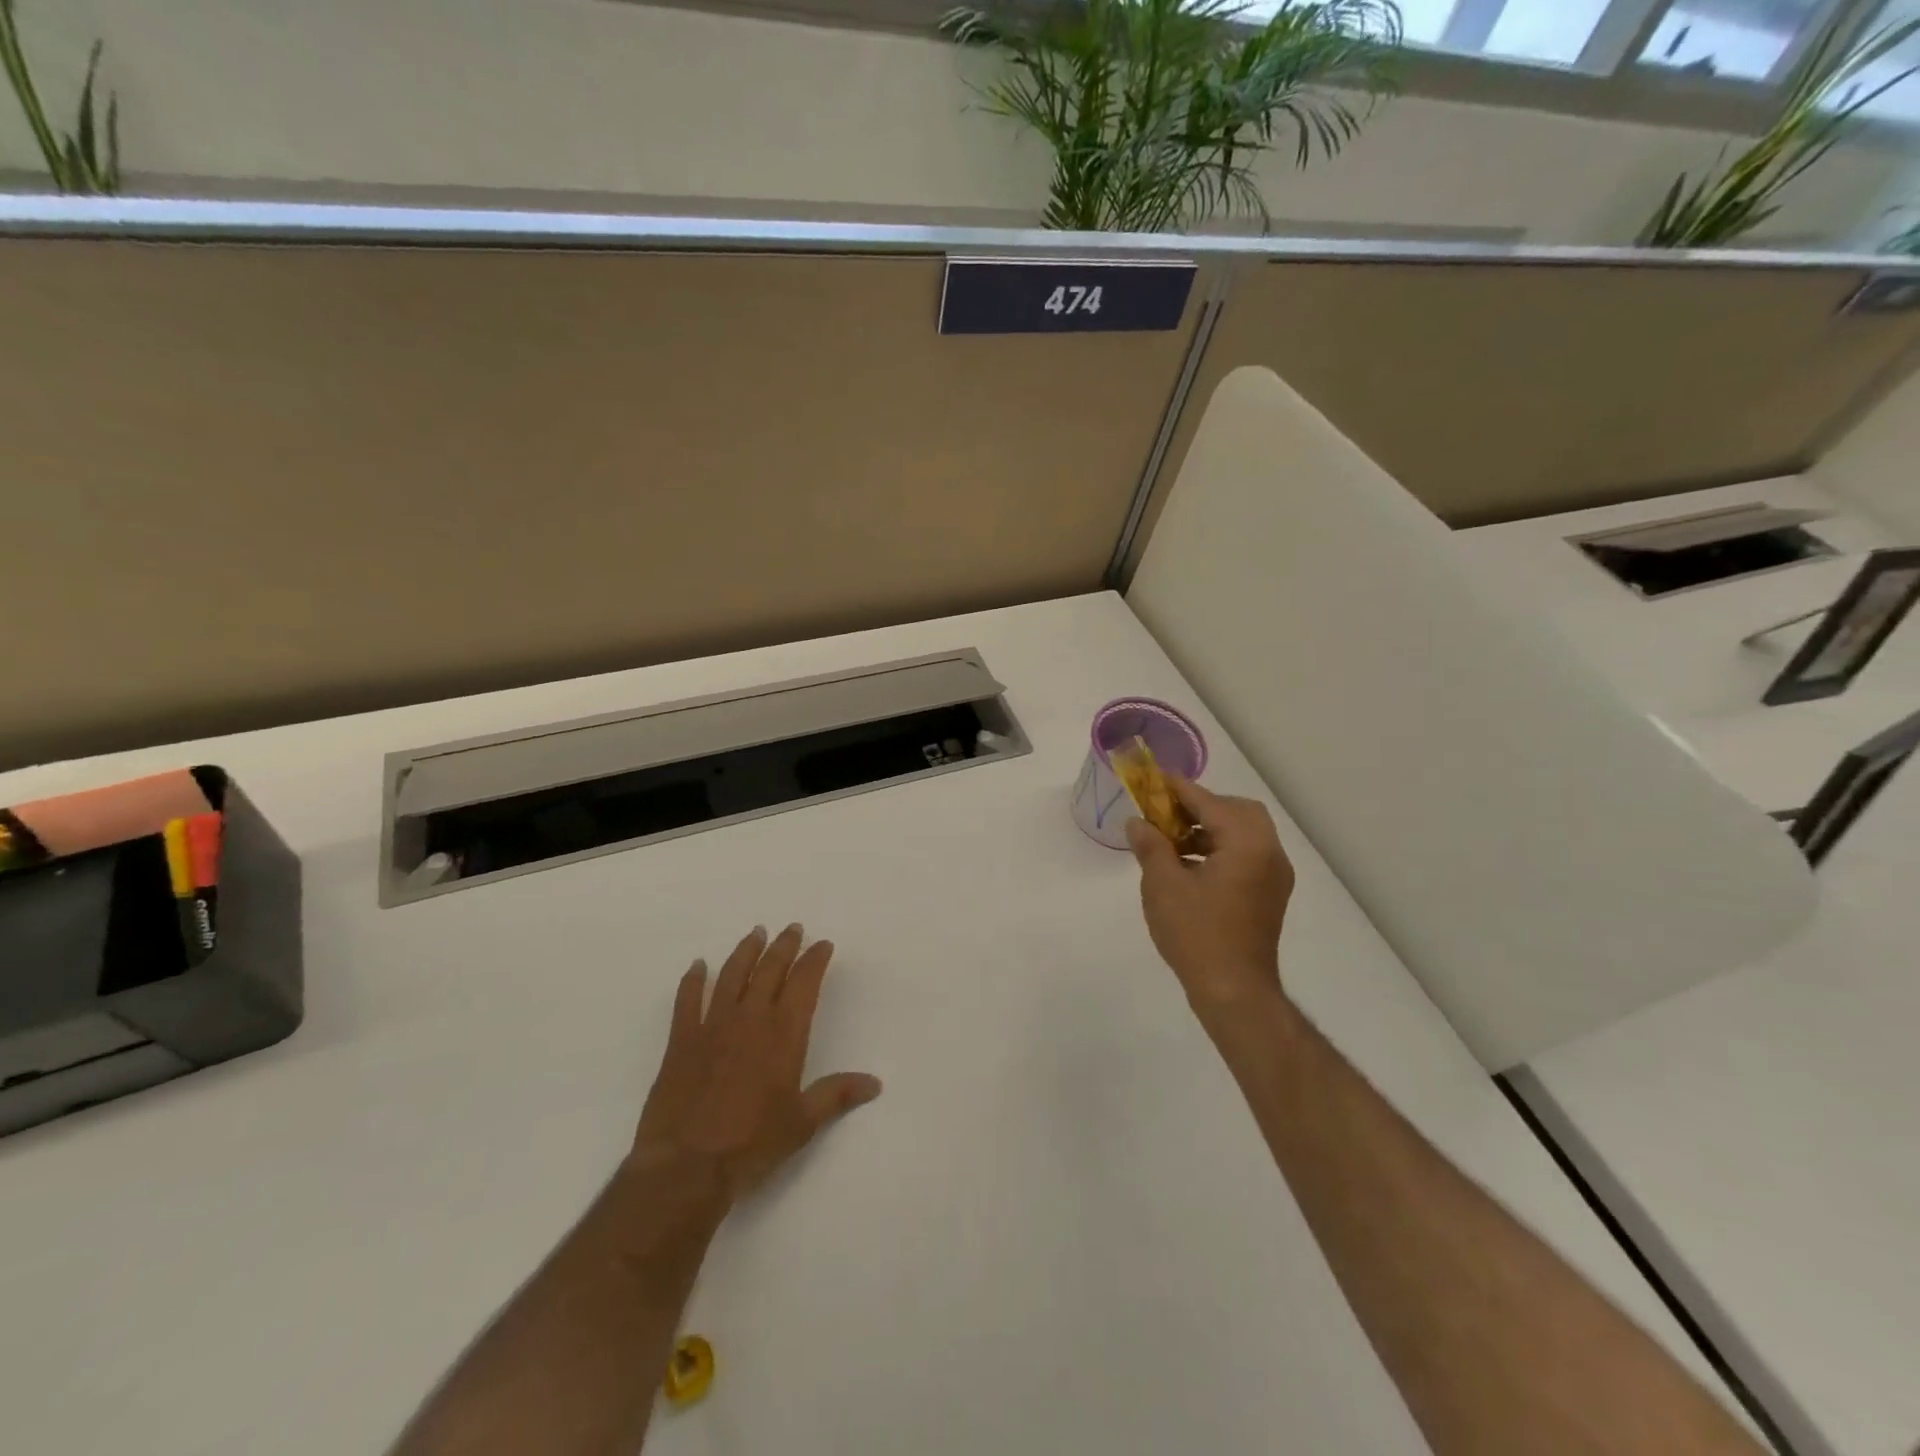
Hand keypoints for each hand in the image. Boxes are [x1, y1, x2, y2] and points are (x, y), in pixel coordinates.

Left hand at [633, 924, 881, 1206]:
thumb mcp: (802, 1123)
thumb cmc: (752, 1144)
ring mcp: (712, 1026)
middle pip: (769, 970)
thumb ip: (836, 1095)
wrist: (686, 1166)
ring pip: (732, 975)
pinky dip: (693, 980)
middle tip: (792, 929)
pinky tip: (697, 966)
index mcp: (783, 1034)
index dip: (815, 960)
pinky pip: (687, 1000)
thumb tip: (874, 1083)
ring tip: (756, 933)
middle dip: (784, 946)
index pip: (804, 983)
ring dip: (746, 951)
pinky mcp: (681, 1041)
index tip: (822, 945)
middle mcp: (750, 1019)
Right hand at [1126, 780, 1295, 1024]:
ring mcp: (1274, 875)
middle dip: (1201, 807)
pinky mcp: (1269, 895)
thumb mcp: (1163, 885)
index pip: (1209, 802)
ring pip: (1243, 834)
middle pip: (1237, 811)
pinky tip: (1188, 865)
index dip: (1178, 789)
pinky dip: (1220, 849)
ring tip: (1171, 841)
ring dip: (1209, 829)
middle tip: (1166, 813)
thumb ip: (1151, 846)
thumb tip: (1138, 822)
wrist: (1234, 992)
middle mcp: (1269, 852)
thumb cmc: (1196, 934)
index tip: (1153, 779)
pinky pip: (1246, 855)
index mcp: (1247, 844)